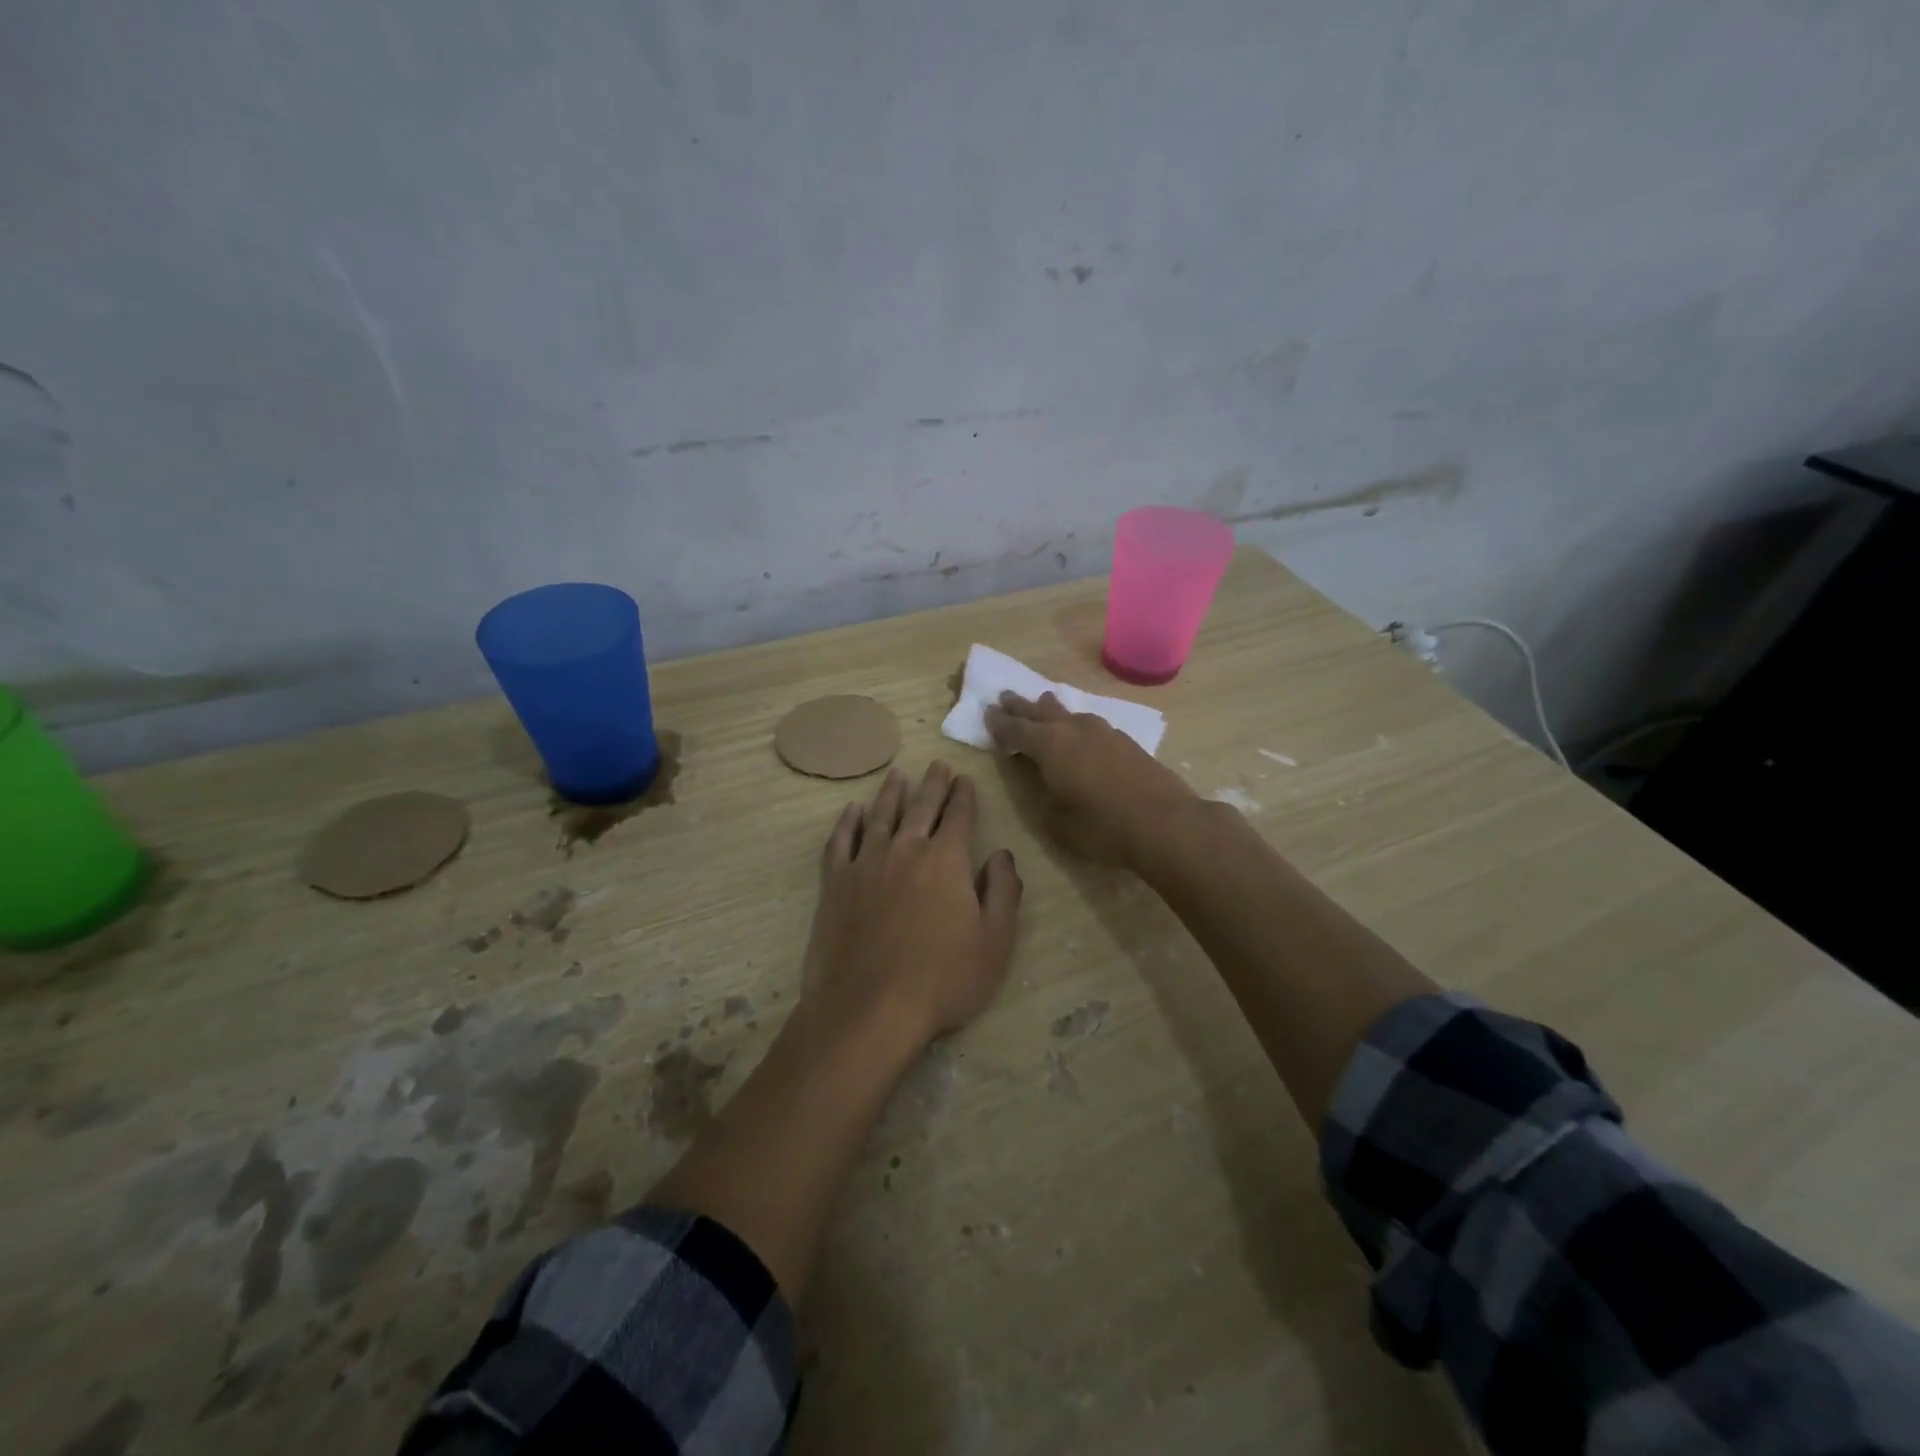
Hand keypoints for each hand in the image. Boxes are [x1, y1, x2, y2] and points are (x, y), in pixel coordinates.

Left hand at [799, 762, 1023, 1051]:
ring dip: (891, 793)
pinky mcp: (836, 882)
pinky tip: (853, 811)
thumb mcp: (994, 942)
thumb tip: (1003, 855)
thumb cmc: (942, 979)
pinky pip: (841, 841)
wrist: (869, 1007)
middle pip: (922, 807)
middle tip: (938, 766)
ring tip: (898, 775)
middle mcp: (906, 849)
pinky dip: (848, 822)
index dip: (964, 796)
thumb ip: (1003, 892)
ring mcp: (867, 863)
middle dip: (933, 784)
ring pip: (881, 816)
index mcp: (947, 860)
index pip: (959, 816)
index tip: (965, 779)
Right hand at [985, 692, 1196, 864]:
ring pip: (1069, 713)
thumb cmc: (1102, 827)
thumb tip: (1042, 779)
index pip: (1015, 729)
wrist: (1165, 823)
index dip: (999, 724)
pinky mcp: (1126, 741)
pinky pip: (1090, 723)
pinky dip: (1076, 723)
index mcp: (1049, 745)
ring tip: (1042, 702)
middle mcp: (1073, 729)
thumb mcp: (1056, 821)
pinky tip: (1080, 728)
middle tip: (1005, 696)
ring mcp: (1103, 731)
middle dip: (1021, 706)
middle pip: (1040, 711)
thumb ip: (1042, 794)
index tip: (987, 713)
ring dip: (1051, 709)